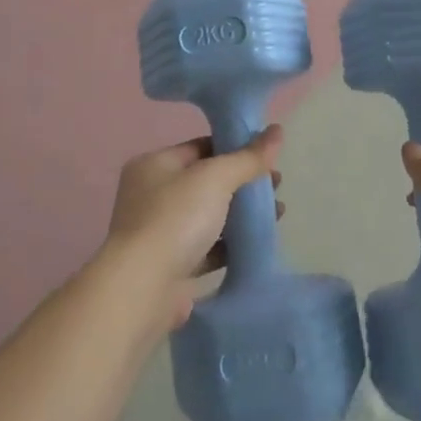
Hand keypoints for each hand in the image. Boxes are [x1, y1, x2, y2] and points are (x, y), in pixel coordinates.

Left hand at [104, 126, 284, 327]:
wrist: (142, 289)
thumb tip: (278, 131)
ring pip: (209, 216)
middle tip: (276, 185)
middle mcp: (151, 196)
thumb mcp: (216, 178)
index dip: (235, 148)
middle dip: (243, 183)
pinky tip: (258, 241)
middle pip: (207, 182)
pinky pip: (208, 247)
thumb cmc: (175, 219)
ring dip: (241, 214)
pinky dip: (231, 243)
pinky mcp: (170, 266)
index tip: (267, 156)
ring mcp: (159, 233)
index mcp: (154, 165)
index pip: (201, 147)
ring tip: (277, 213)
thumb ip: (248, 157)